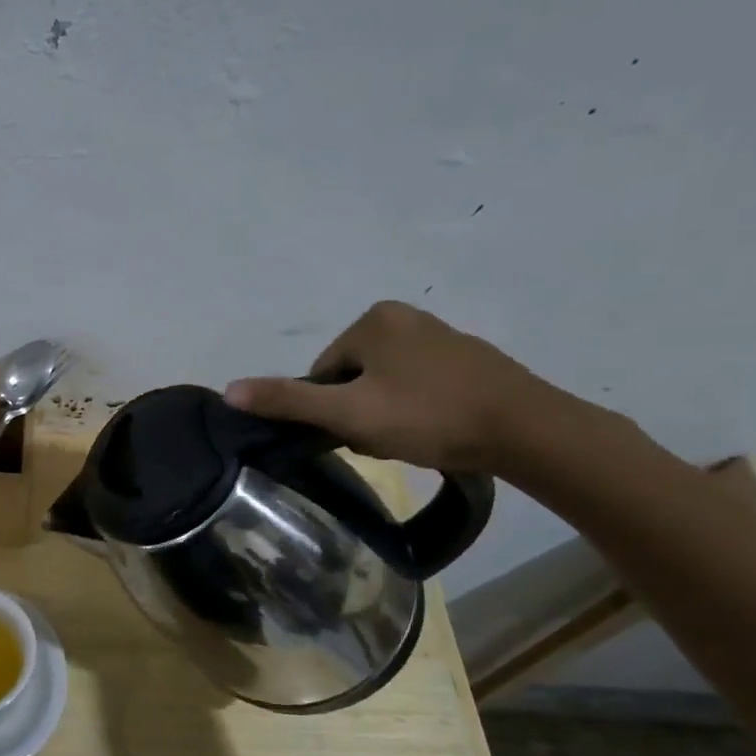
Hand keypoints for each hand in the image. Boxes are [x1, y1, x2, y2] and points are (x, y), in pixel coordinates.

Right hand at [224, 301, 563, 472]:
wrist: (526, 430)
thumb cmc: (428, 416)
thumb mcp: (349, 414)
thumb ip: (289, 401)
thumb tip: (229, 390)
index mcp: (373, 320)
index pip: (323, 371)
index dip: (330, 409)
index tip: (356, 433)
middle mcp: (405, 316)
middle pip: (352, 376)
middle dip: (358, 410)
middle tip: (383, 439)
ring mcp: (440, 335)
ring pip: (384, 383)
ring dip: (386, 413)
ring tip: (411, 438)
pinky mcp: (467, 358)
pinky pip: (418, 384)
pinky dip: (417, 408)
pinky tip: (434, 430)